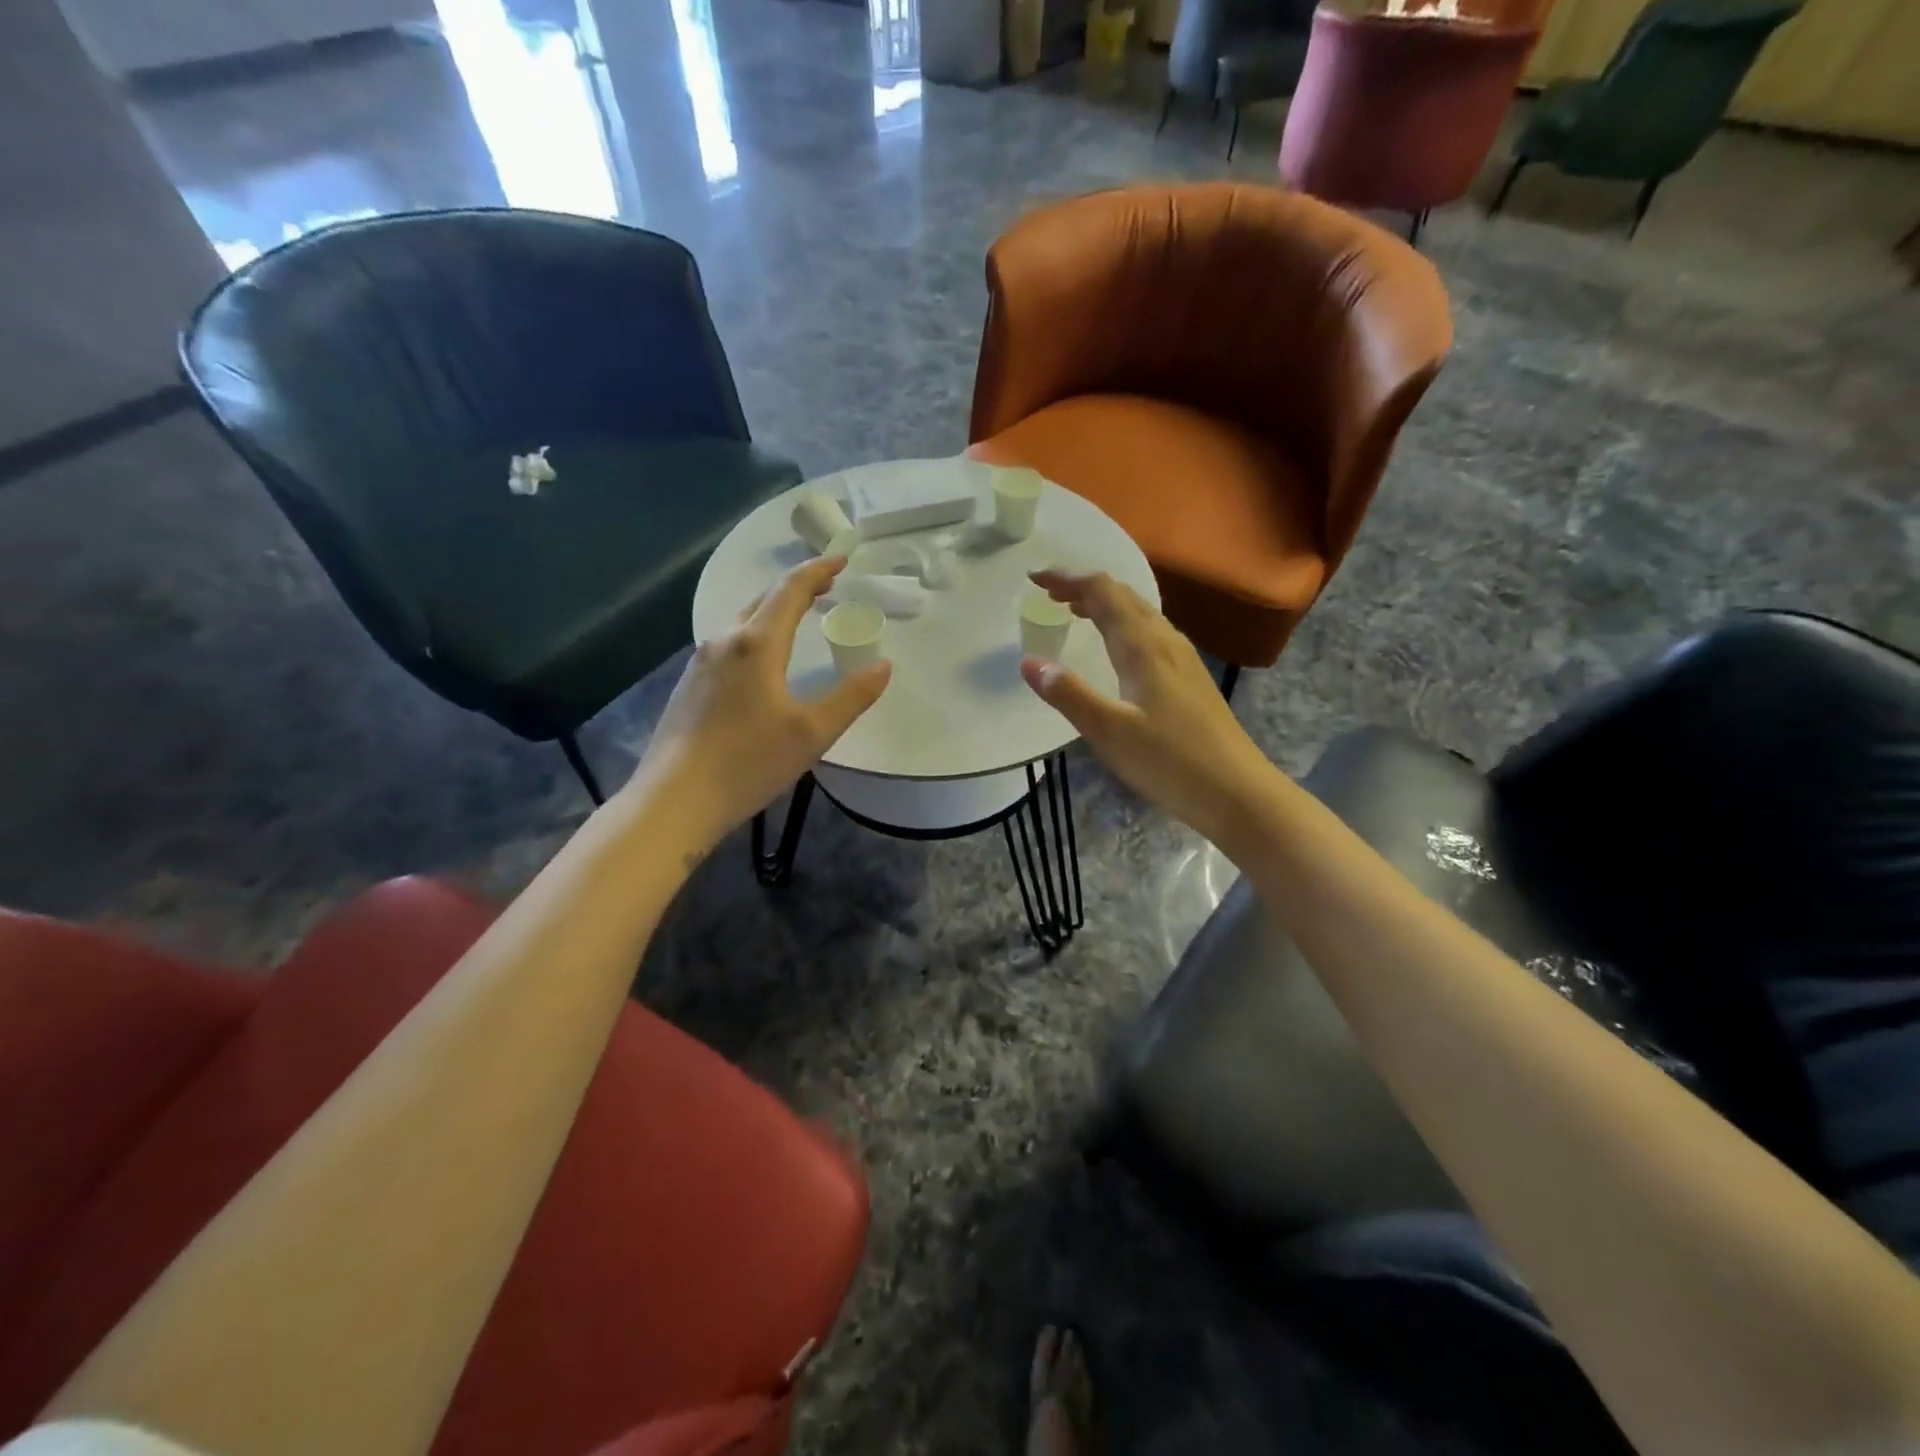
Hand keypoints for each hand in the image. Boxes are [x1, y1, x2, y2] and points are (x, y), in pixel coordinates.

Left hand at [634, 556, 889, 855]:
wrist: (675, 799)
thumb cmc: (749, 762)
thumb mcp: (812, 733)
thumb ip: (851, 697)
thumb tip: (883, 666)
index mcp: (757, 644)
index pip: (790, 590)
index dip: (818, 570)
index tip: (841, 558)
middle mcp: (724, 641)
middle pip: (763, 599)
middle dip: (796, 587)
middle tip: (826, 587)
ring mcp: (700, 662)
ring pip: (741, 621)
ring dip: (772, 611)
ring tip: (797, 618)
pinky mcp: (689, 685)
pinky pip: (727, 643)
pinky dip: (754, 635)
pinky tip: (761, 660)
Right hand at [1019, 570, 1273, 852]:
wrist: (1237, 792)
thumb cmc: (1170, 762)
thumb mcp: (1109, 732)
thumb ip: (1068, 694)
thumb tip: (1028, 662)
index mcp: (1143, 647)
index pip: (1102, 592)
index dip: (1067, 578)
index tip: (1034, 578)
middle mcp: (1166, 641)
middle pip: (1124, 596)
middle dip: (1083, 587)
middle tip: (1048, 593)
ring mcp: (1183, 659)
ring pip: (1140, 613)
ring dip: (1105, 604)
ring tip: (1075, 612)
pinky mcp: (1191, 678)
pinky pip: (1151, 633)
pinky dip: (1123, 625)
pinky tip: (1118, 649)